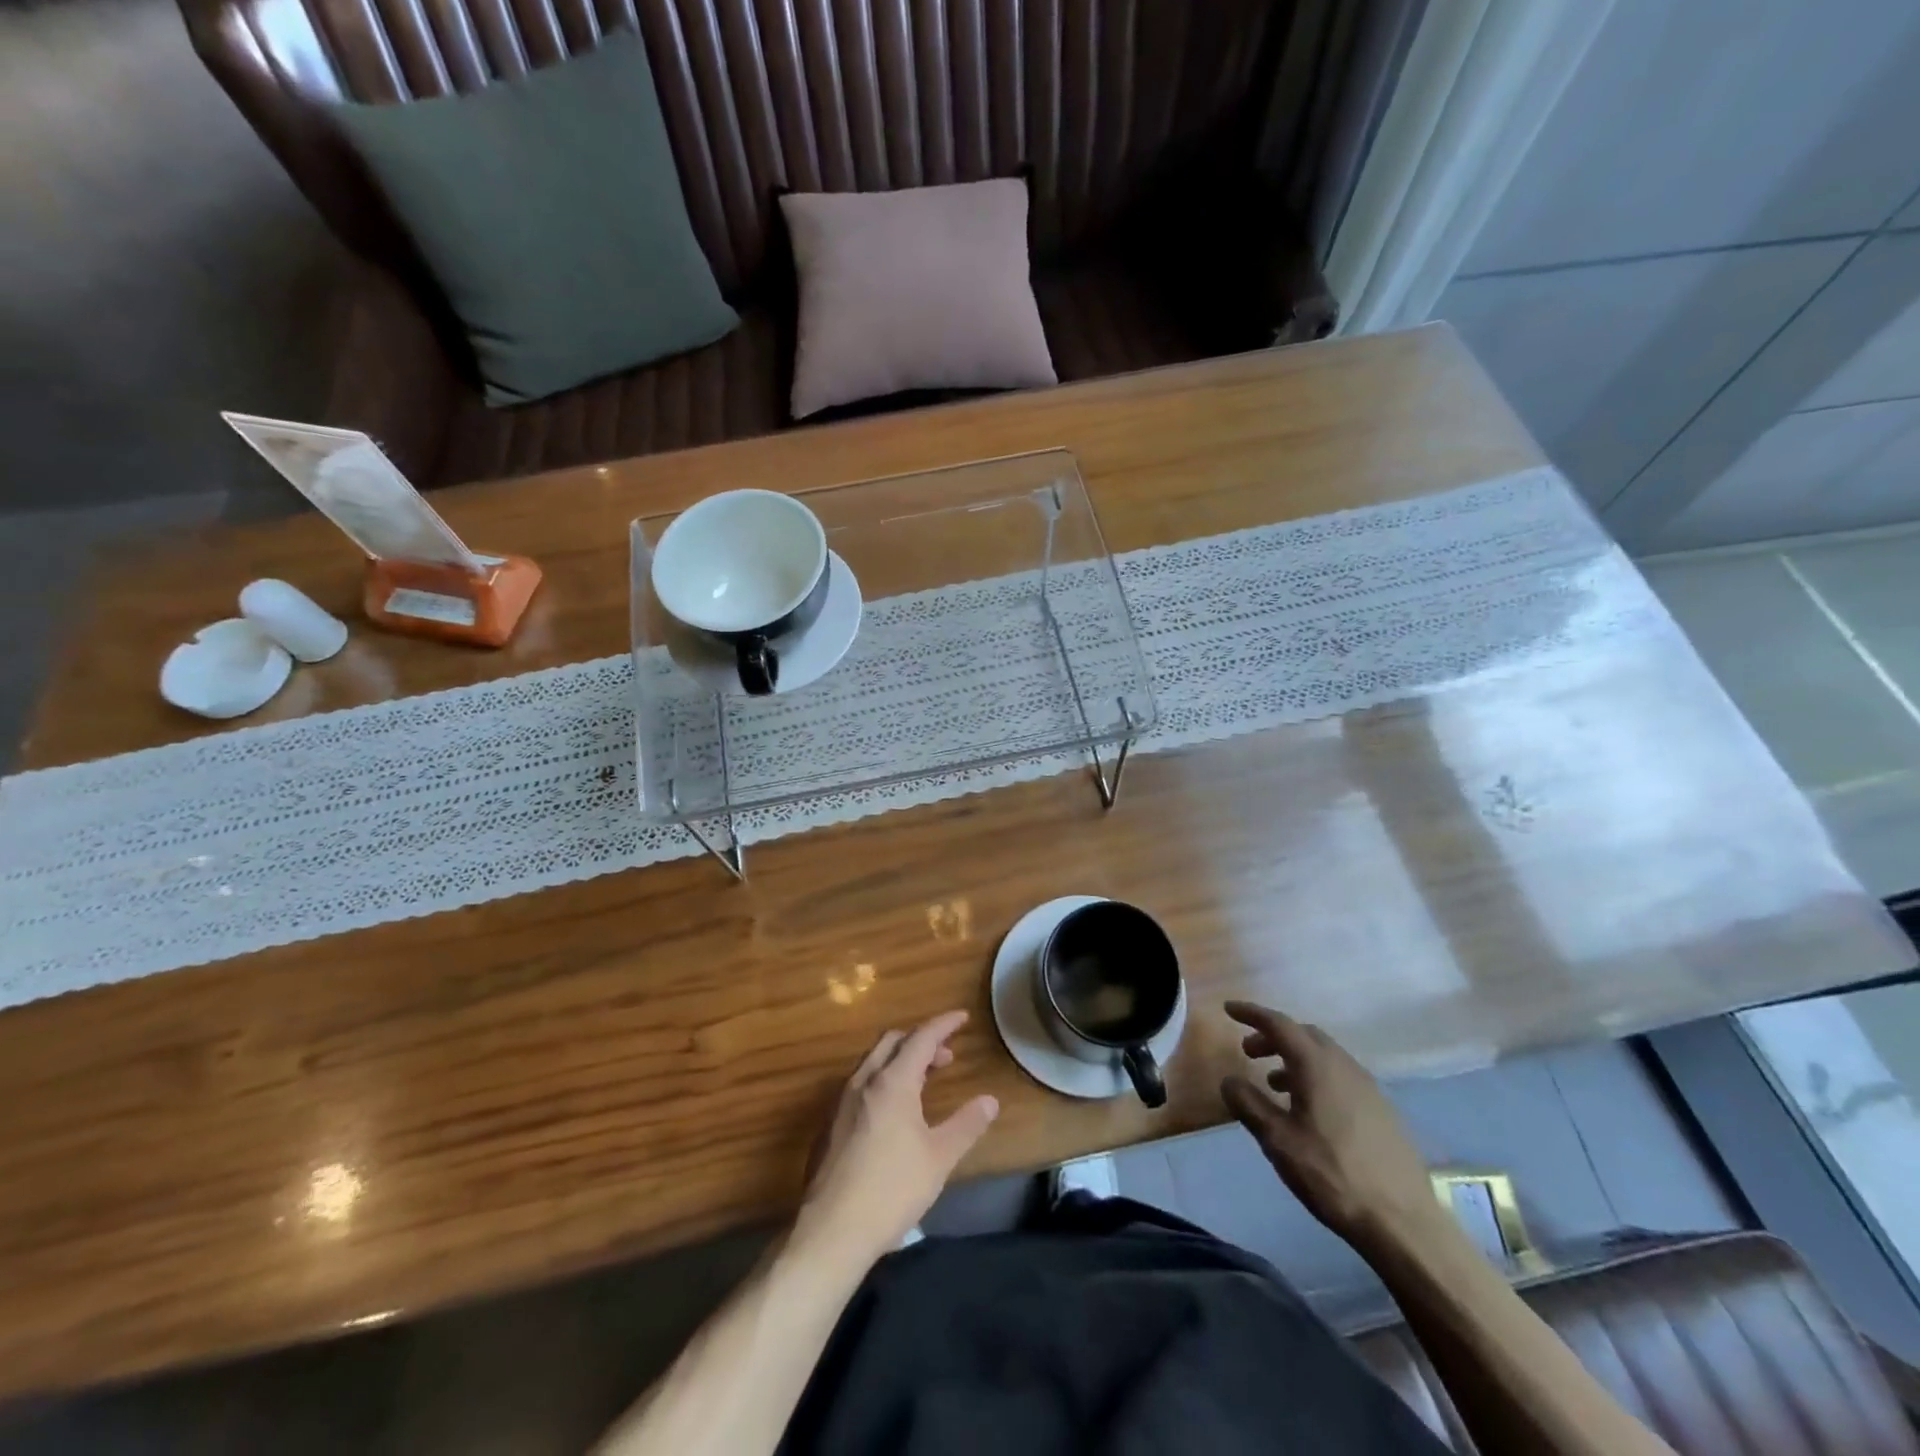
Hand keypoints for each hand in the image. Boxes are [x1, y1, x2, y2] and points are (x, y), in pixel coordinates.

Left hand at [796, 1012, 999, 1270]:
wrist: (831, 1231)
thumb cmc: (891, 1190)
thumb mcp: (939, 1158)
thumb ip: (966, 1125)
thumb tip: (990, 1100)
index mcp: (891, 1082)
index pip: (921, 1038)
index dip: (943, 1024)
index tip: (961, 1017)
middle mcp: (863, 1082)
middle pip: (892, 1042)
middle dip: (921, 1041)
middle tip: (945, 1057)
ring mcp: (841, 1102)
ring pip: (873, 1062)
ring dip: (899, 1060)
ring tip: (922, 1081)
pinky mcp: (829, 1125)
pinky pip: (859, 1085)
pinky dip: (882, 1080)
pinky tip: (892, 1112)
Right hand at [1220, 1001, 1444, 1255]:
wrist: (1403, 1222)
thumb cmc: (1332, 1175)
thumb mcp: (1278, 1140)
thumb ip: (1249, 1104)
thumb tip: (1229, 1080)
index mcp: (1316, 1065)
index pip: (1279, 1024)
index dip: (1251, 1013)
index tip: (1229, 1009)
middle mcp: (1344, 1066)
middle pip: (1303, 1034)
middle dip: (1273, 1036)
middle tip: (1249, 1051)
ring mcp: (1368, 1087)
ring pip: (1324, 1055)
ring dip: (1294, 1058)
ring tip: (1274, 1084)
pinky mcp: (1382, 1110)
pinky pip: (1340, 1076)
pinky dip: (1316, 1076)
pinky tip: (1309, 1110)